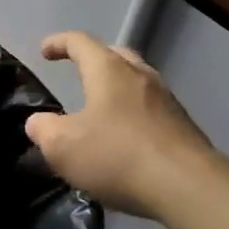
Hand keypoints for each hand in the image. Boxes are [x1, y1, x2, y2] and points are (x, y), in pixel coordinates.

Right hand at [25, 30, 220, 218]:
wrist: (189, 187)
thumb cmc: (118, 156)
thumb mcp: (63, 147)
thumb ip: (44, 130)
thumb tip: (39, 123)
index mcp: (108, 69)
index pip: (80, 42)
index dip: (59, 43)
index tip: (45, 52)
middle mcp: (140, 75)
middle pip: (115, 55)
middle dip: (94, 60)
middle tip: (79, 73)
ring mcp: (167, 100)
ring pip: (137, 82)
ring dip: (117, 89)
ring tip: (102, 110)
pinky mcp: (184, 127)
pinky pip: (152, 110)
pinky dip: (134, 115)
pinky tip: (127, 140)